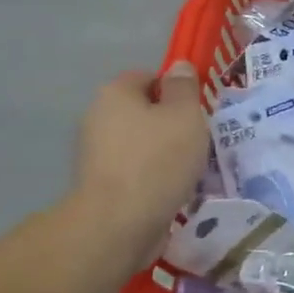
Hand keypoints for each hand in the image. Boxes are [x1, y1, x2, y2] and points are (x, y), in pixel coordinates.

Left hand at [72, 63, 207, 265]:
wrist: (119, 225)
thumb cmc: (157, 161)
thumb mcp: (185, 116)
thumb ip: (184, 88)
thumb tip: (179, 67)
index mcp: (115, 93)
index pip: (148, 77)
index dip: (175, 90)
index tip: (196, 112)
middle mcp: (98, 118)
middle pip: (143, 112)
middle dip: (170, 125)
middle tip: (198, 142)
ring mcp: (95, 155)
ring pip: (140, 145)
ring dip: (163, 155)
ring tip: (189, 172)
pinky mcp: (100, 187)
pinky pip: (135, 173)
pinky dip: (153, 179)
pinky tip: (172, 192)